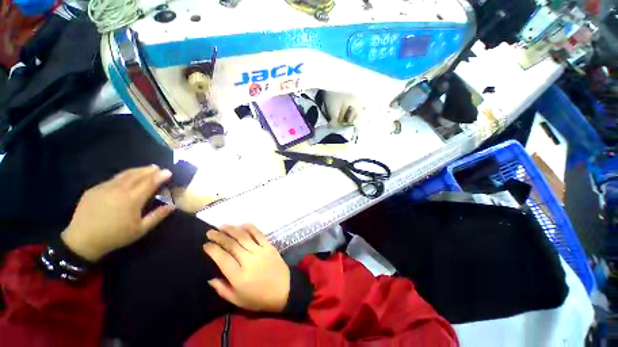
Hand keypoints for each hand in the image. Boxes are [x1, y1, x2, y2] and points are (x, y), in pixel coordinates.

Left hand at [61, 165, 175, 261]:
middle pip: (137, 175)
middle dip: (149, 170)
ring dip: (137, 170)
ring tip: (145, 169)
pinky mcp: (94, 189)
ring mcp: (104, 188)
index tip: (168, 172)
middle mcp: (118, 190)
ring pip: (124, 175)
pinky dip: (123, 176)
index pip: (149, 183)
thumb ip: (157, 216)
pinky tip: (127, 178)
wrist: (82, 241)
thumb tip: (172, 206)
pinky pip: (112, 179)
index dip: (160, 176)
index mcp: (131, 200)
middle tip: (157, 168)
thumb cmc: (115, 236)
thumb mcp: (140, 229)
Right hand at [204, 224, 289, 312]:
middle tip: (210, 232)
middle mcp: (249, 261)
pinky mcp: (269, 246)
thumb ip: (223, 290)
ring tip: (223, 225)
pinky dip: (251, 228)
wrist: (284, 290)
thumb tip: (210, 279)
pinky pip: (259, 234)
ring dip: (232, 230)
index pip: (223, 259)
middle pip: (232, 245)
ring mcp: (260, 251)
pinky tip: (243, 224)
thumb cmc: (260, 298)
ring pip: (244, 237)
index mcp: (239, 276)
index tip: (206, 244)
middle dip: (219, 237)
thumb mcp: (238, 301)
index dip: (213, 250)